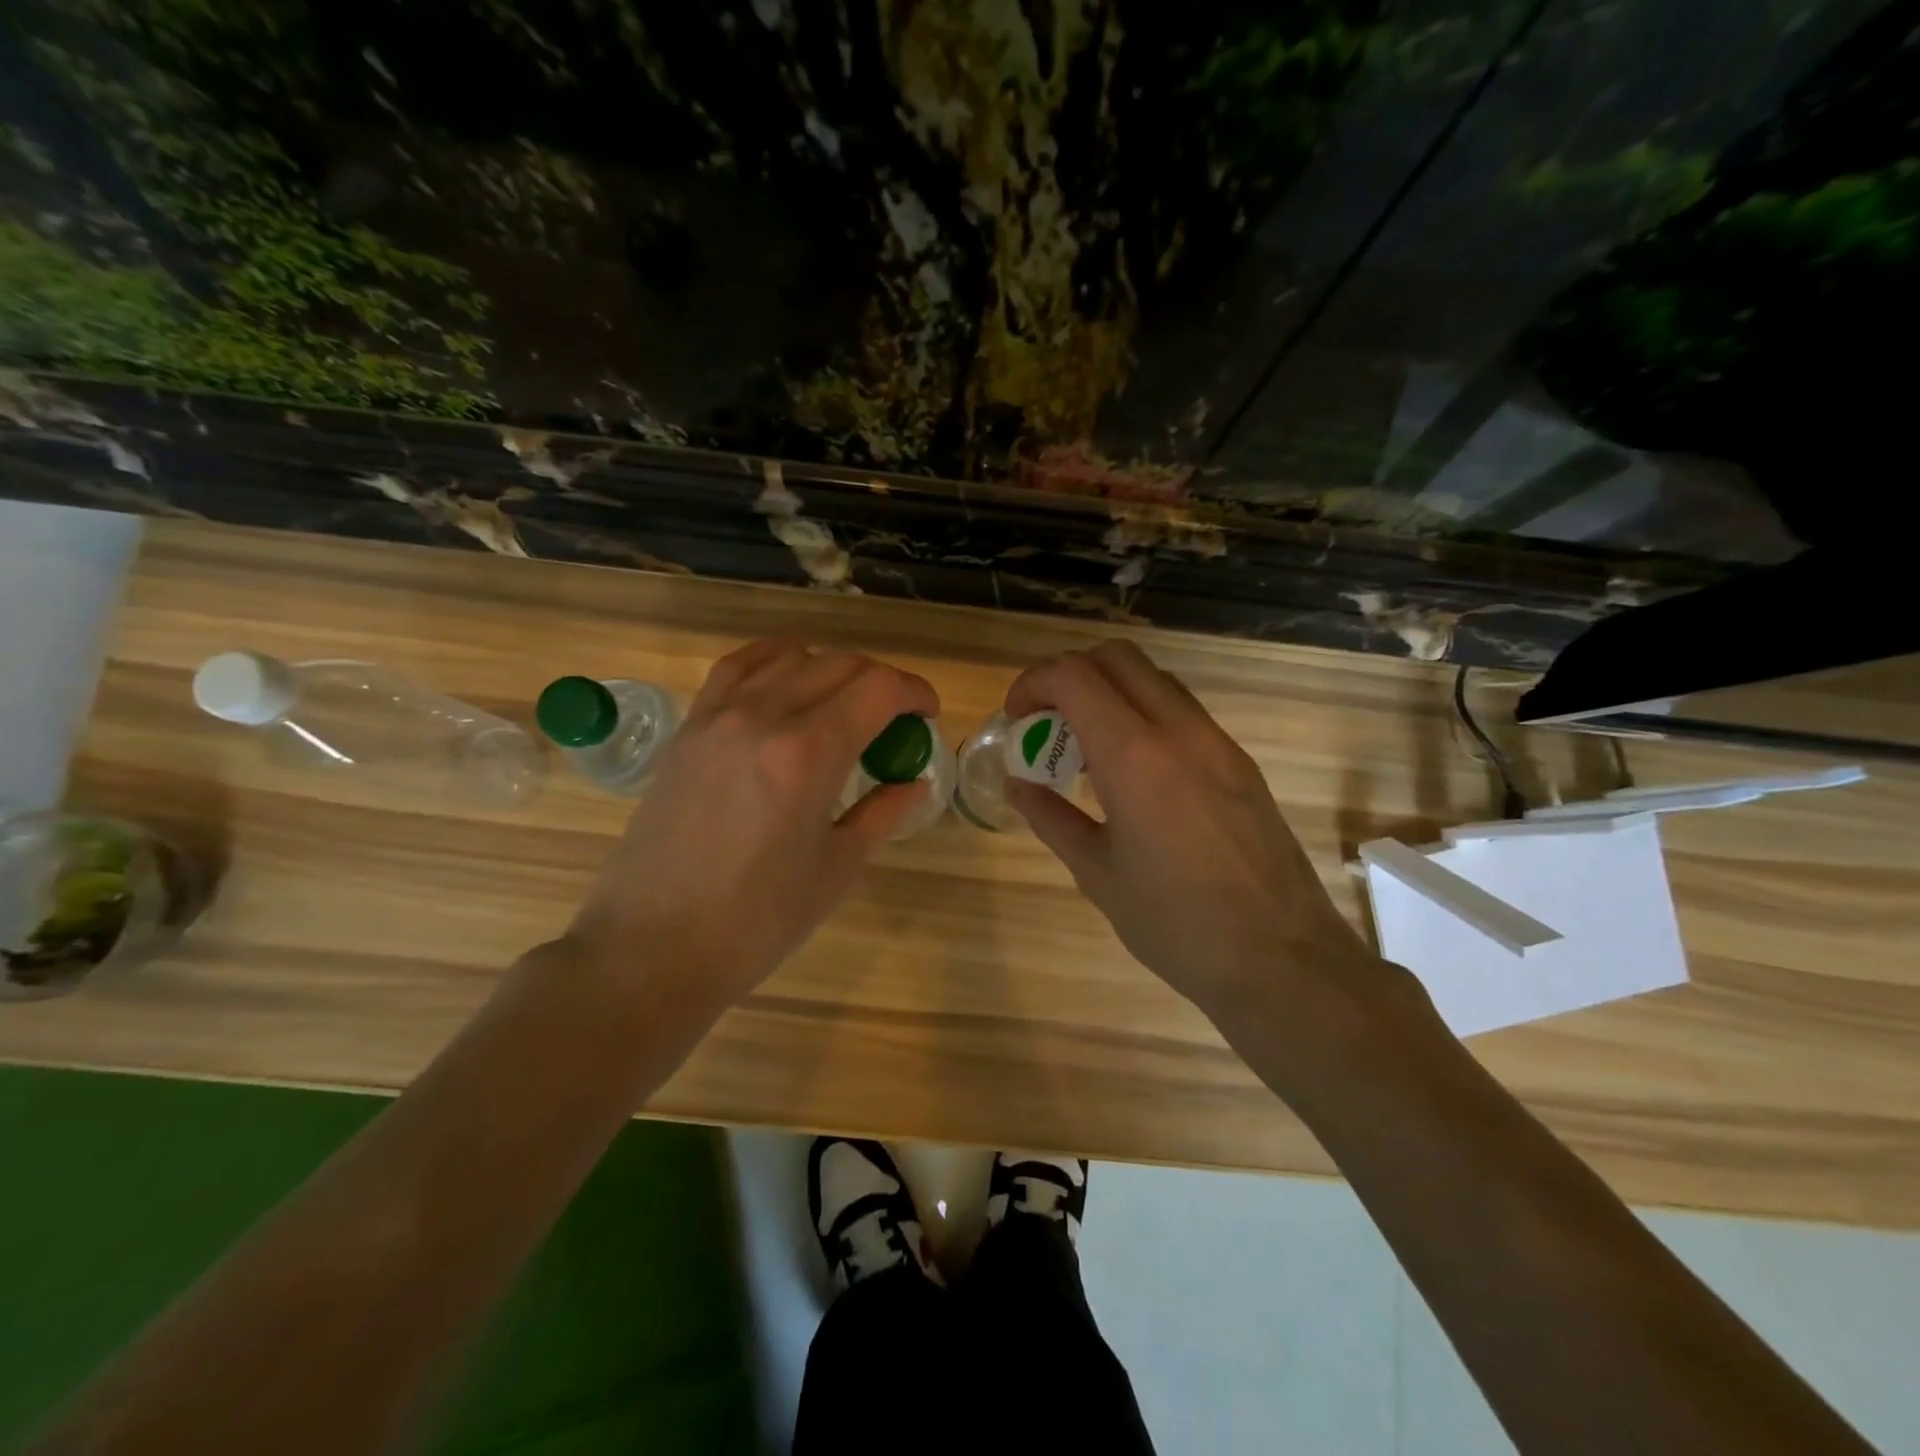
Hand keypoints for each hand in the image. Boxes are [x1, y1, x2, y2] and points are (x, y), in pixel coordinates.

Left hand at [567, 639, 938, 1014]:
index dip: (915, 692)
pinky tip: (787, 679)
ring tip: (844, 702)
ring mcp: (717, 717)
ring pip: (789, 656)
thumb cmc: (757, 921)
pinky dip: (773, 660)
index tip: (928, 715)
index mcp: (809, 754)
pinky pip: (736, 668)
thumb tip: (914, 781)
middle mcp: (763, 717)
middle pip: (839, 664)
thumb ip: (883, 813)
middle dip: (881, 682)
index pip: (878, 688)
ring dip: (831, 668)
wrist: (652, 948)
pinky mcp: (688, 729)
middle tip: (895, 719)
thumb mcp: (837, 869)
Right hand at [1004, 640, 1376, 1018]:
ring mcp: (1218, 743)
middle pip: (1117, 657)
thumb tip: (1018, 783)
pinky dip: (1144, 717)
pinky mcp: (1240, 763)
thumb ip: (1051, 817)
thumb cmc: (1175, 924)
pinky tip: (1134, 774)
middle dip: (1070, 675)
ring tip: (1088, 750)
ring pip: (1154, 680)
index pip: (1074, 676)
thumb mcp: (1097, 873)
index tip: (1016, 719)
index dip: (1033, 683)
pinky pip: (1182, 712)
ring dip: (1110, 693)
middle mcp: (1179, 731)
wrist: (1282, 960)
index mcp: (1135, 756)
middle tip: (1048, 722)